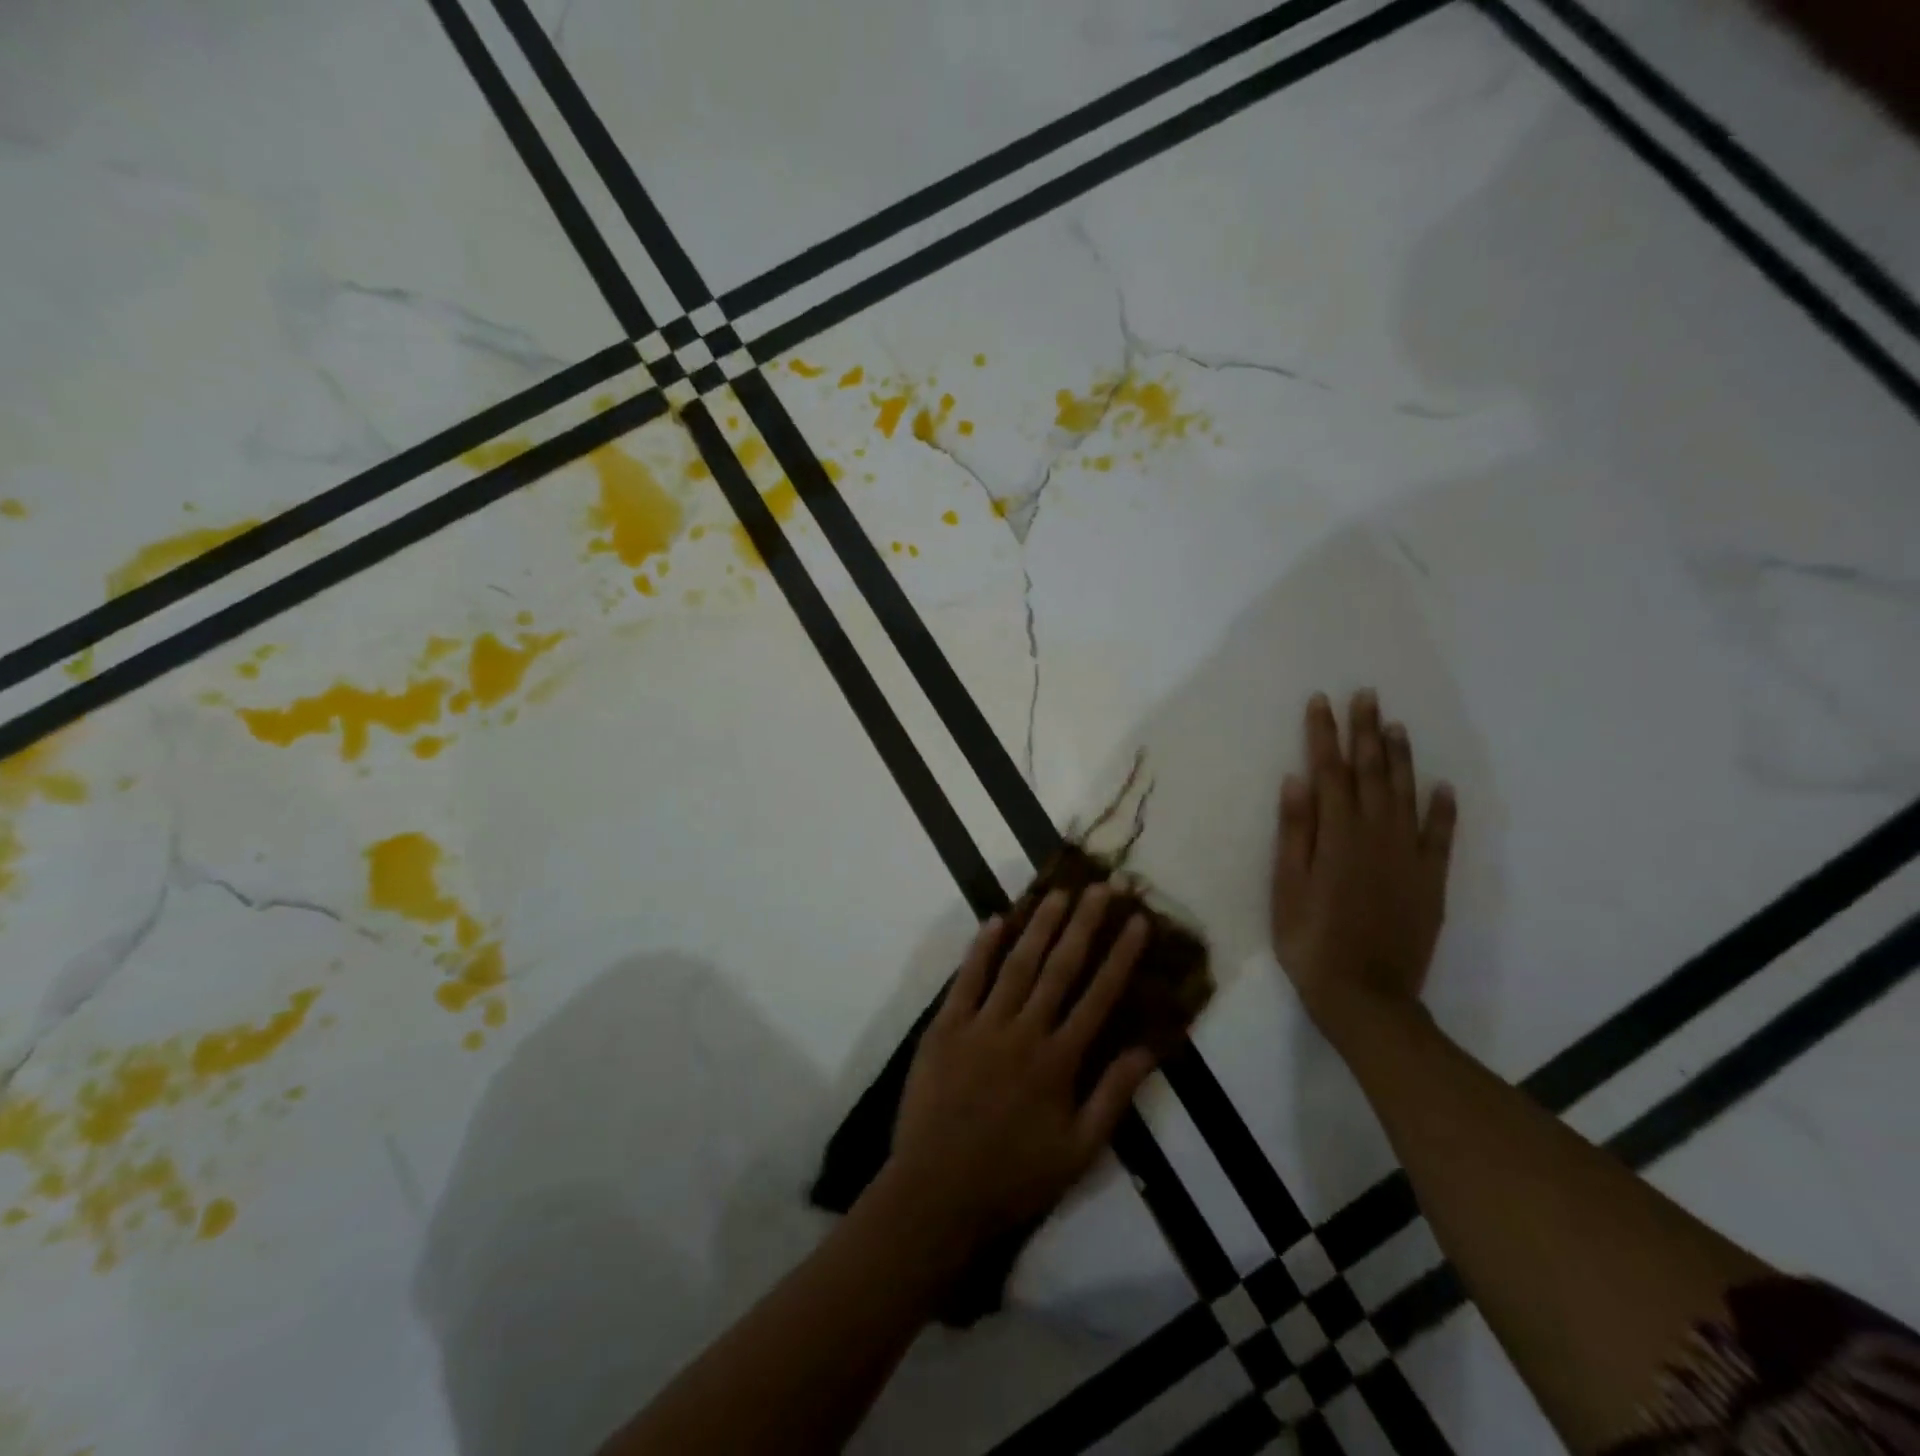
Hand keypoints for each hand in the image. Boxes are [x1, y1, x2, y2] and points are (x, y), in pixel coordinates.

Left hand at [885, 888, 1157, 1245]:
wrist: (937, 1191)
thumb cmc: (1014, 1177)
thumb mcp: (1079, 1151)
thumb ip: (1113, 1095)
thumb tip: (1148, 1047)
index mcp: (1059, 1061)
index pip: (1098, 996)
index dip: (1120, 955)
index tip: (1138, 921)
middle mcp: (1024, 1032)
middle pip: (1060, 967)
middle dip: (1084, 924)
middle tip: (1103, 887)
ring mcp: (981, 1025)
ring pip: (1016, 964)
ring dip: (1040, 925)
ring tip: (1060, 893)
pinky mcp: (945, 1027)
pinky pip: (966, 980)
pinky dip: (981, 949)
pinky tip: (996, 920)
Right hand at [1271, 690, 1456, 1037]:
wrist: (1365, 996)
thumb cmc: (1310, 941)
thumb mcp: (1286, 887)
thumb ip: (1294, 833)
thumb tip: (1297, 781)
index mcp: (1336, 836)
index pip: (1329, 773)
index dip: (1324, 735)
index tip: (1322, 702)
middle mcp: (1376, 836)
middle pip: (1371, 774)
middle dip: (1366, 732)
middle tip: (1367, 696)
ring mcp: (1408, 857)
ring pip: (1406, 795)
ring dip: (1401, 758)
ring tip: (1396, 726)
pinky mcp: (1430, 881)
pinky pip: (1440, 836)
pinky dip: (1443, 810)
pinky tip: (1443, 786)